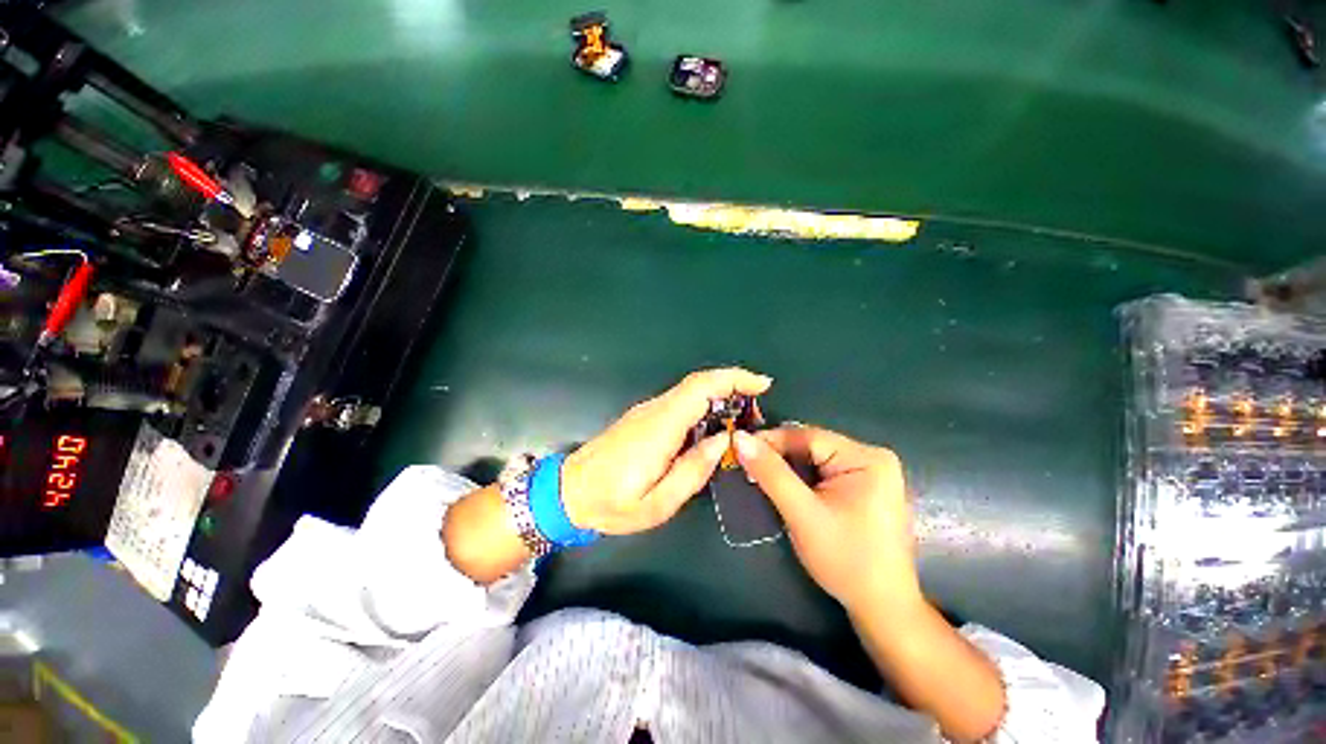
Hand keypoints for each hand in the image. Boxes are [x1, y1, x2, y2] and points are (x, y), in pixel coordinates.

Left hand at [561, 368, 772, 534]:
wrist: (568, 491)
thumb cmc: (612, 503)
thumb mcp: (658, 503)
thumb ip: (693, 471)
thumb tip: (722, 441)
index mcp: (660, 427)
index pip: (700, 388)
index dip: (733, 379)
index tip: (762, 384)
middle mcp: (655, 410)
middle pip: (698, 384)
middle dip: (733, 387)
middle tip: (757, 411)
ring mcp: (647, 411)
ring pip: (690, 391)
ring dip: (720, 397)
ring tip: (742, 423)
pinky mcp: (644, 417)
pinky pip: (680, 403)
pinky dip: (704, 406)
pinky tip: (713, 429)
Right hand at [734, 425, 920, 613]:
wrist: (882, 607)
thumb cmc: (846, 561)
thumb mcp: (802, 514)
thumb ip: (771, 473)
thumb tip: (739, 438)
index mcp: (866, 457)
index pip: (807, 437)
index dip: (770, 441)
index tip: (739, 448)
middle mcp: (871, 457)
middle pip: (811, 446)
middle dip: (778, 456)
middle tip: (746, 467)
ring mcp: (869, 472)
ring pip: (814, 458)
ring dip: (786, 468)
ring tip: (759, 477)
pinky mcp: (863, 486)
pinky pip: (822, 471)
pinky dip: (800, 478)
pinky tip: (783, 488)